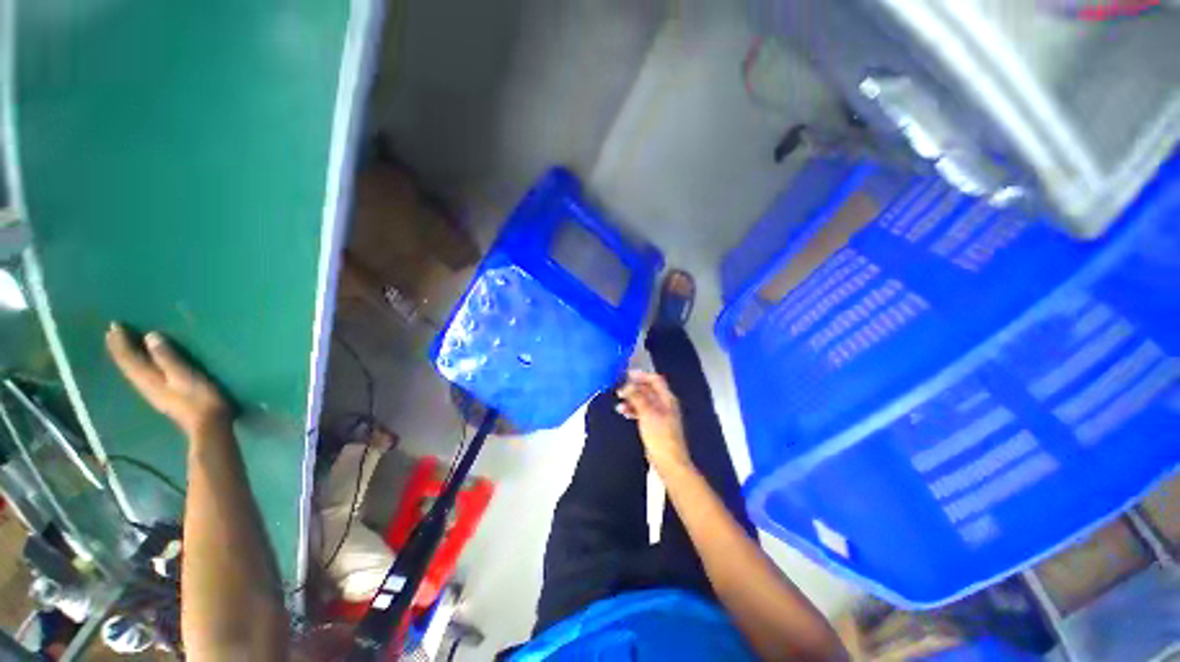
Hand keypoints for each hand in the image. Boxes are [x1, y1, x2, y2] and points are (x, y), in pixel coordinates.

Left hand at [105, 323, 231, 439]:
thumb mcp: (186, 375)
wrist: (208, 426)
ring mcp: (152, 392)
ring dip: (124, 357)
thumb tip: (150, 336)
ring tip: (120, 345)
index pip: (129, 357)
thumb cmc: (200, 398)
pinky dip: (134, 366)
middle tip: (111, 331)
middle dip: (119, 348)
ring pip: (131, 371)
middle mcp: (144, 384)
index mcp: (149, 378)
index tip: (114, 325)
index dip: (121, 341)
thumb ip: (168, 357)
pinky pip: (140, 376)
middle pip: (126, 364)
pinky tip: (138, 365)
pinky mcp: (161, 396)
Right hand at [616, 370, 691, 471]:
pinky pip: (643, 411)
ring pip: (644, 401)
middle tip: (619, 388)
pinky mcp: (655, 425)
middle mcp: (665, 404)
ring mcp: (660, 415)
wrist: (669, 462)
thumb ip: (636, 397)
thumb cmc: (660, 436)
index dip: (641, 375)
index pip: (655, 380)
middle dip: (634, 387)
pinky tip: (624, 412)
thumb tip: (626, 385)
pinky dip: (633, 409)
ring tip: (619, 401)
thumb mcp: (647, 413)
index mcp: (667, 398)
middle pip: (649, 389)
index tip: (626, 375)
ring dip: (632, 399)